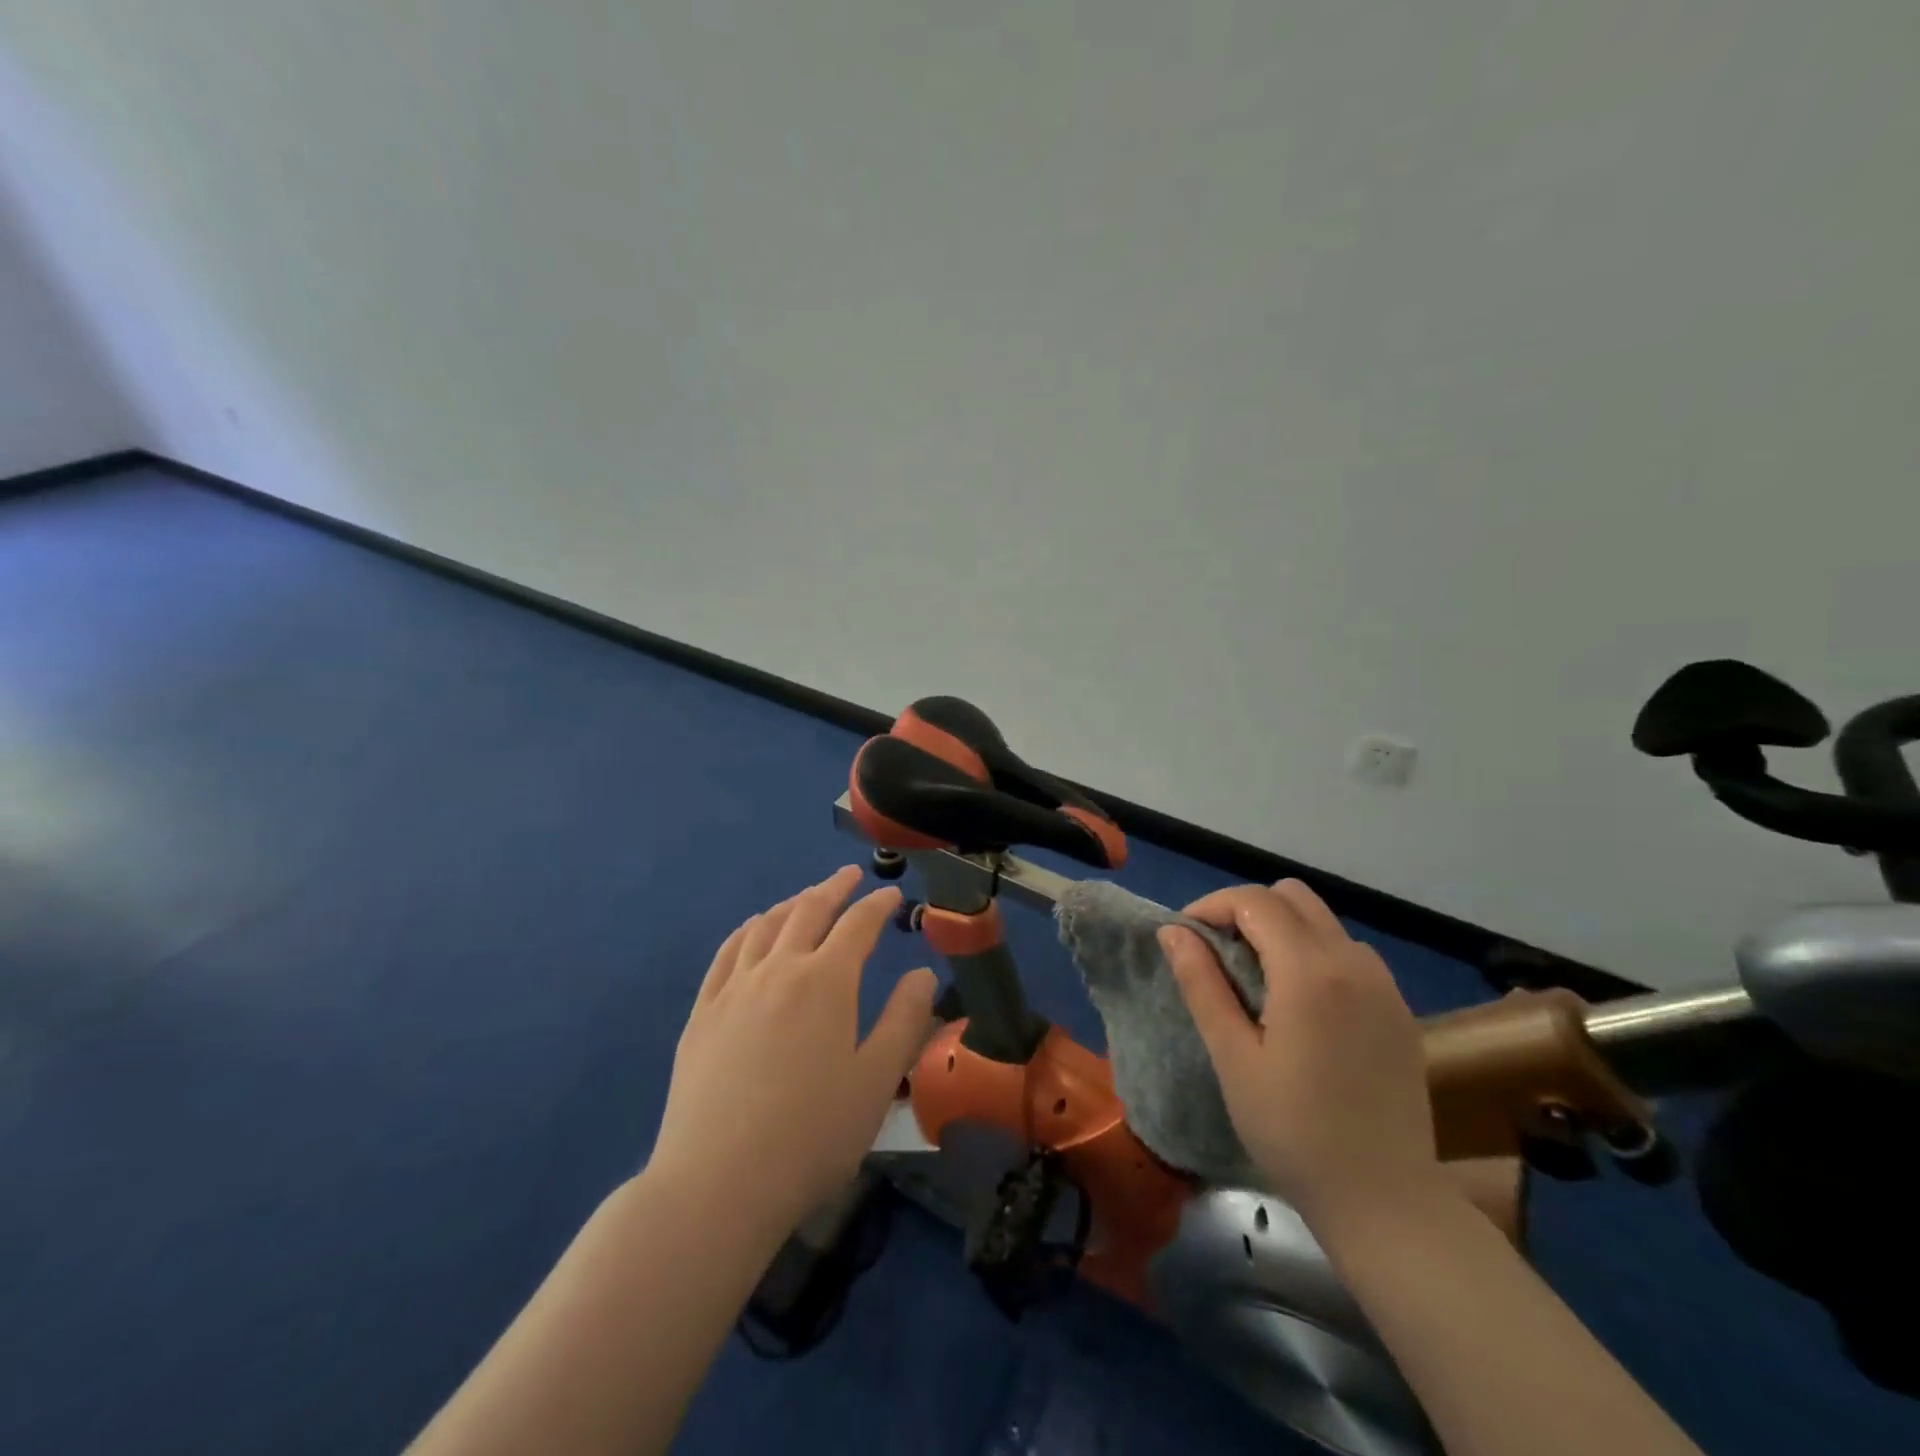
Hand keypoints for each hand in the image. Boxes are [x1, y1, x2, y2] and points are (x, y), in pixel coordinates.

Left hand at [648, 867, 937, 1237]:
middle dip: (833, 888)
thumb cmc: (811, 1134)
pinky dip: (746, 931)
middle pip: (808, 911)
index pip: (858, 925)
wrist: (718, 1183)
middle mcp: (778, 970)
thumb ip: (905, 1020)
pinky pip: (726, 954)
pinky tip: (751, 933)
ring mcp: (733, 989)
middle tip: (849, 876)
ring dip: (791, 904)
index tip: (892, 895)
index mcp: (826, 982)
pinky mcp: (702, 1013)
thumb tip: (922, 973)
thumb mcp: (877, 1080)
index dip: (877, 905)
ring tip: (805, 899)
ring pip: (764, 926)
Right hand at [1158, 880, 1443, 1224]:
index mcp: (1310, 971)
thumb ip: (1202, 984)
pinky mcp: (1399, 1009)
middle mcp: (1353, 961)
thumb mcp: (1233, 1057)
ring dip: (1282, 930)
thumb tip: (1173, 931)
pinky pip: (1349, 953)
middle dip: (1247, 910)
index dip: (1211, 906)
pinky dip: (1314, 954)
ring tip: (1256, 980)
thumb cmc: (1293, 1131)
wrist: (1385, 1201)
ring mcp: (1384, 984)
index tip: (1185, 937)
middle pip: (1292, 896)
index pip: (1254, 901)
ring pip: (1323, 921)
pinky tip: (1300, 1005)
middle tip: (1218, 953)